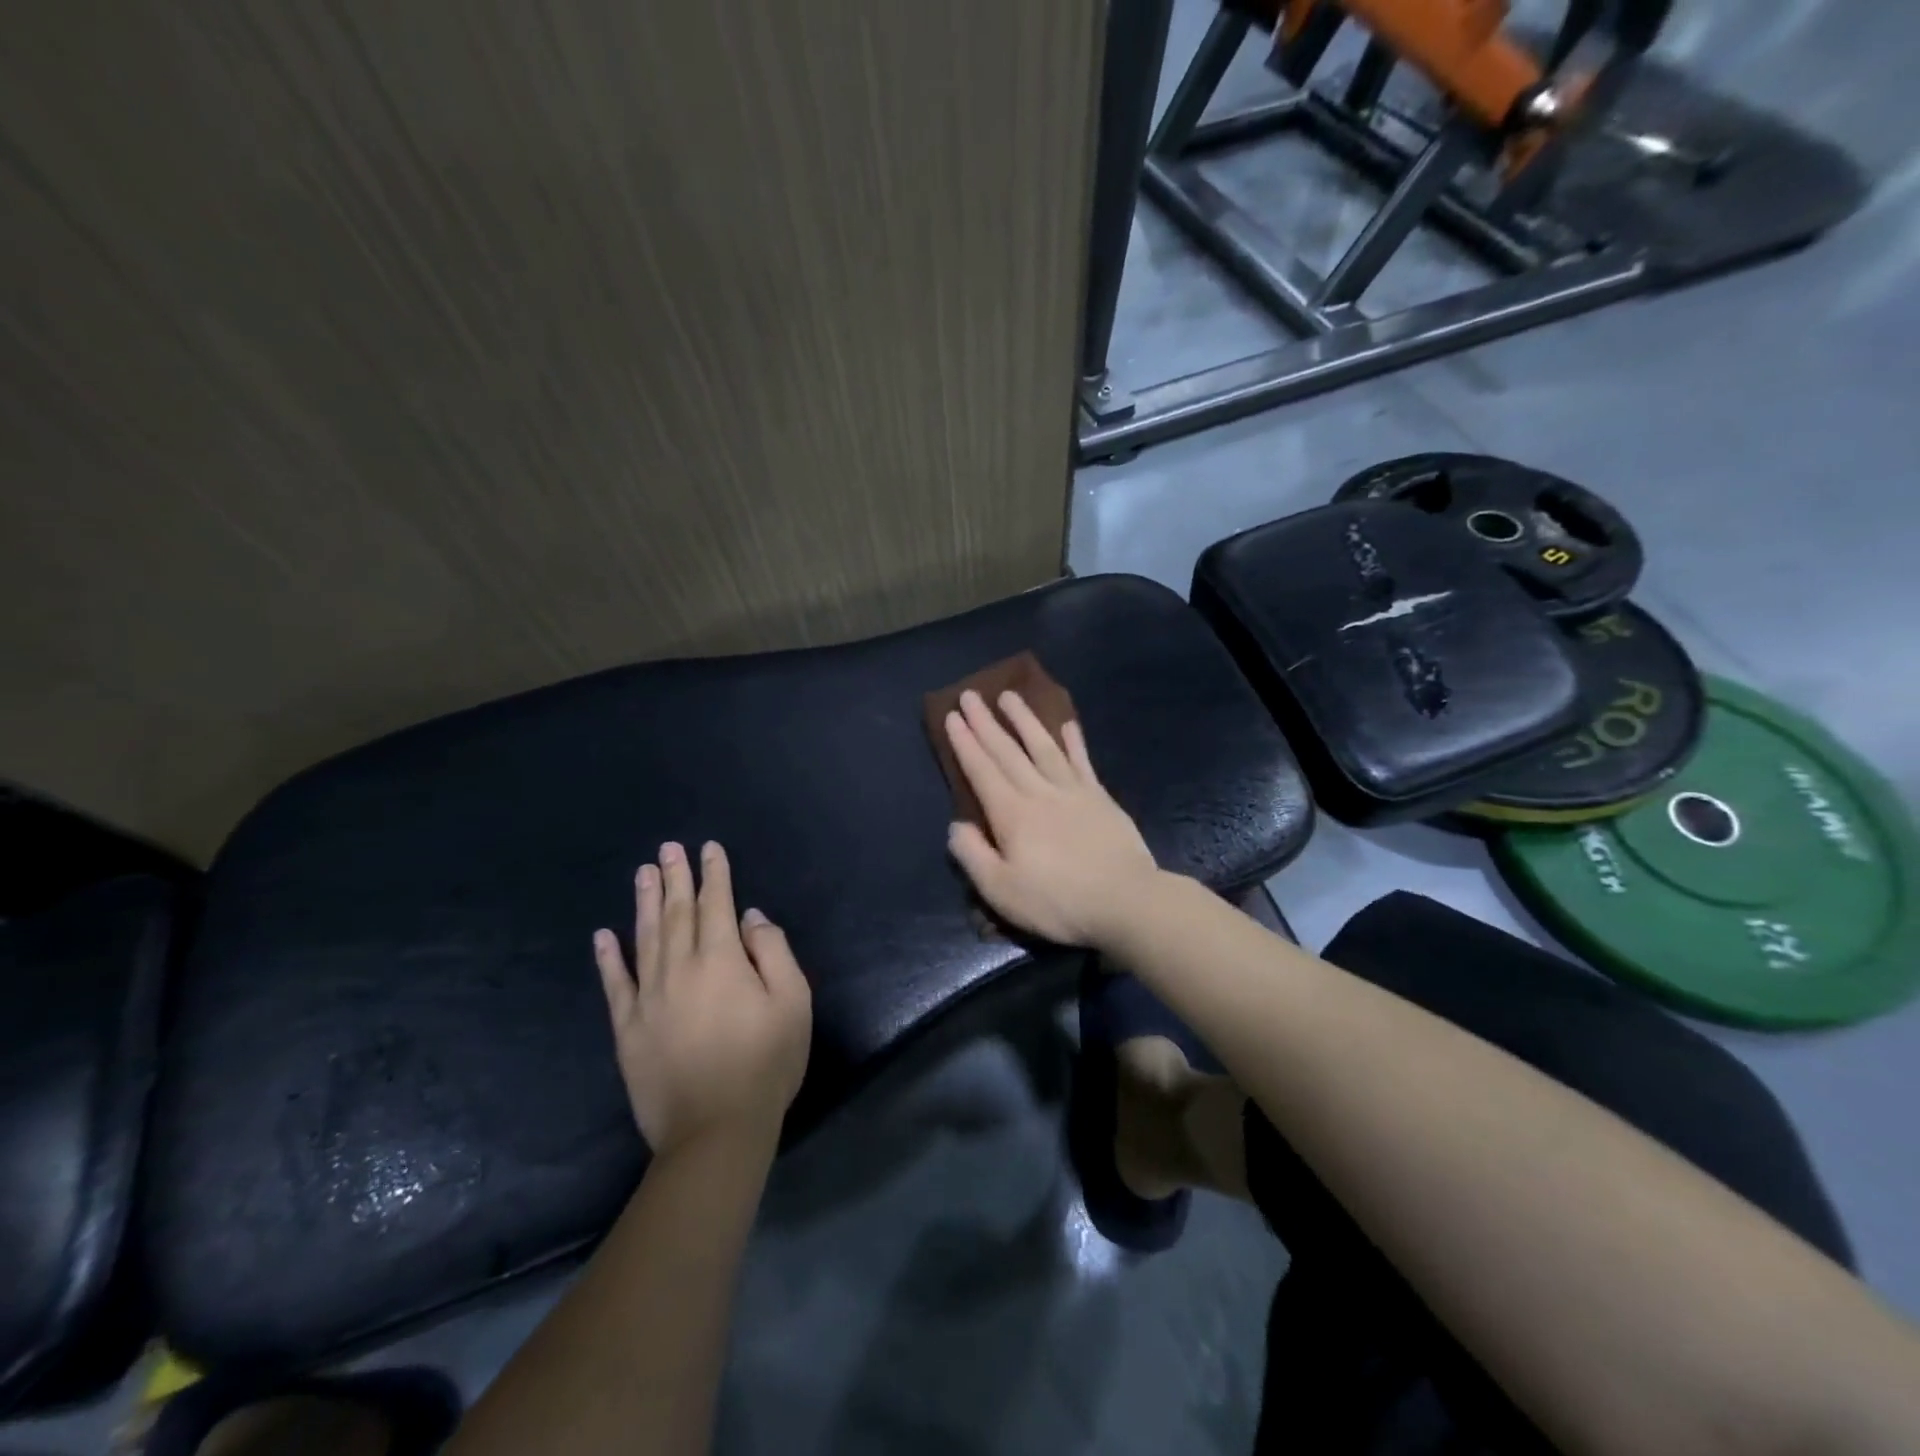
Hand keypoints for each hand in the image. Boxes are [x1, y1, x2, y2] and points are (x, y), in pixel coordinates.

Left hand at [593, 841, 811, 1159]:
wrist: (715, 1130)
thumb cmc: (766, 1064)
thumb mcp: (793, 1003)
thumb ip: (774, 952)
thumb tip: (749, 917)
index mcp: (721, 961)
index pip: (716, 905)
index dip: (714, 874)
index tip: (708, 848)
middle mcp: (679, 969)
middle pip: (677, 913)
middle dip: (675, 877)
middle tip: (668, 847)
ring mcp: (648, 998)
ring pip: (645, 938)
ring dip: (645, 903)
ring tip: (643, 873)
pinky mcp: (628, 1029)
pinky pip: (615, 984)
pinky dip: (608, 958)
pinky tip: (603, 935)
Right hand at [943, 689, 1161, 948]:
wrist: (1126, 902)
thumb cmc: (1058, 902)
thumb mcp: (1002, 891)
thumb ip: (973, 855)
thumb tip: (956, 825)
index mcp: (1012, 814)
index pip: (982, 770)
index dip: (965, 743)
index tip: (953, 715)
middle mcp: (1039, 792)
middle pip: (1008, 751)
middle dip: (986, 723)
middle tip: (971, 694)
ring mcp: (1073, 791)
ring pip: (1043, 746)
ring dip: (1025, 719)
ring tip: (1010, 695)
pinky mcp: (1100, 798)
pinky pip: (1082, 761)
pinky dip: (1073, 741)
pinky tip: (1067, 724)